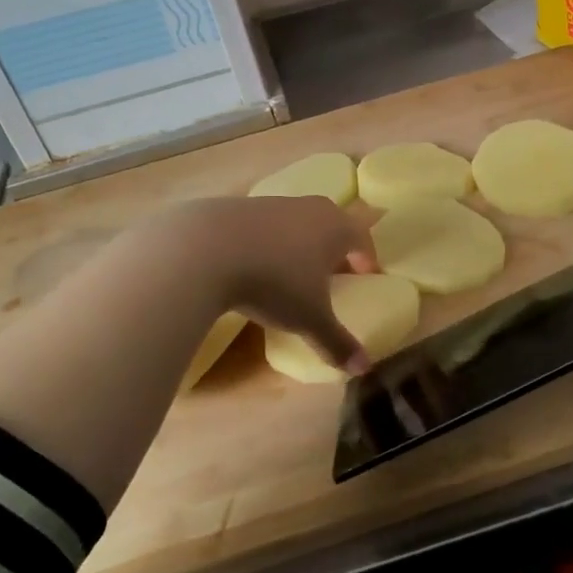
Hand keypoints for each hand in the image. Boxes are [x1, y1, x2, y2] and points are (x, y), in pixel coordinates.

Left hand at [159, 196, 378, 371]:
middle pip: (331, 221)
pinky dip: (266, 241)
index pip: (361, 236)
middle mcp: (308, 208)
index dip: (366, 257)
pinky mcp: (236, 206)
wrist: (205, 249)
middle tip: (333, 268)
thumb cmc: (274, 282)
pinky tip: (252, 263)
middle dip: (335, 244)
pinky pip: (263, 224)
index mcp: (335, 227)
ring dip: (299, 241)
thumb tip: (364, 369)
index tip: (366, 274)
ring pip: (296, 220)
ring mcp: (270, 204)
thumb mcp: (309, 318)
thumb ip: (337, 342)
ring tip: (291, 268)